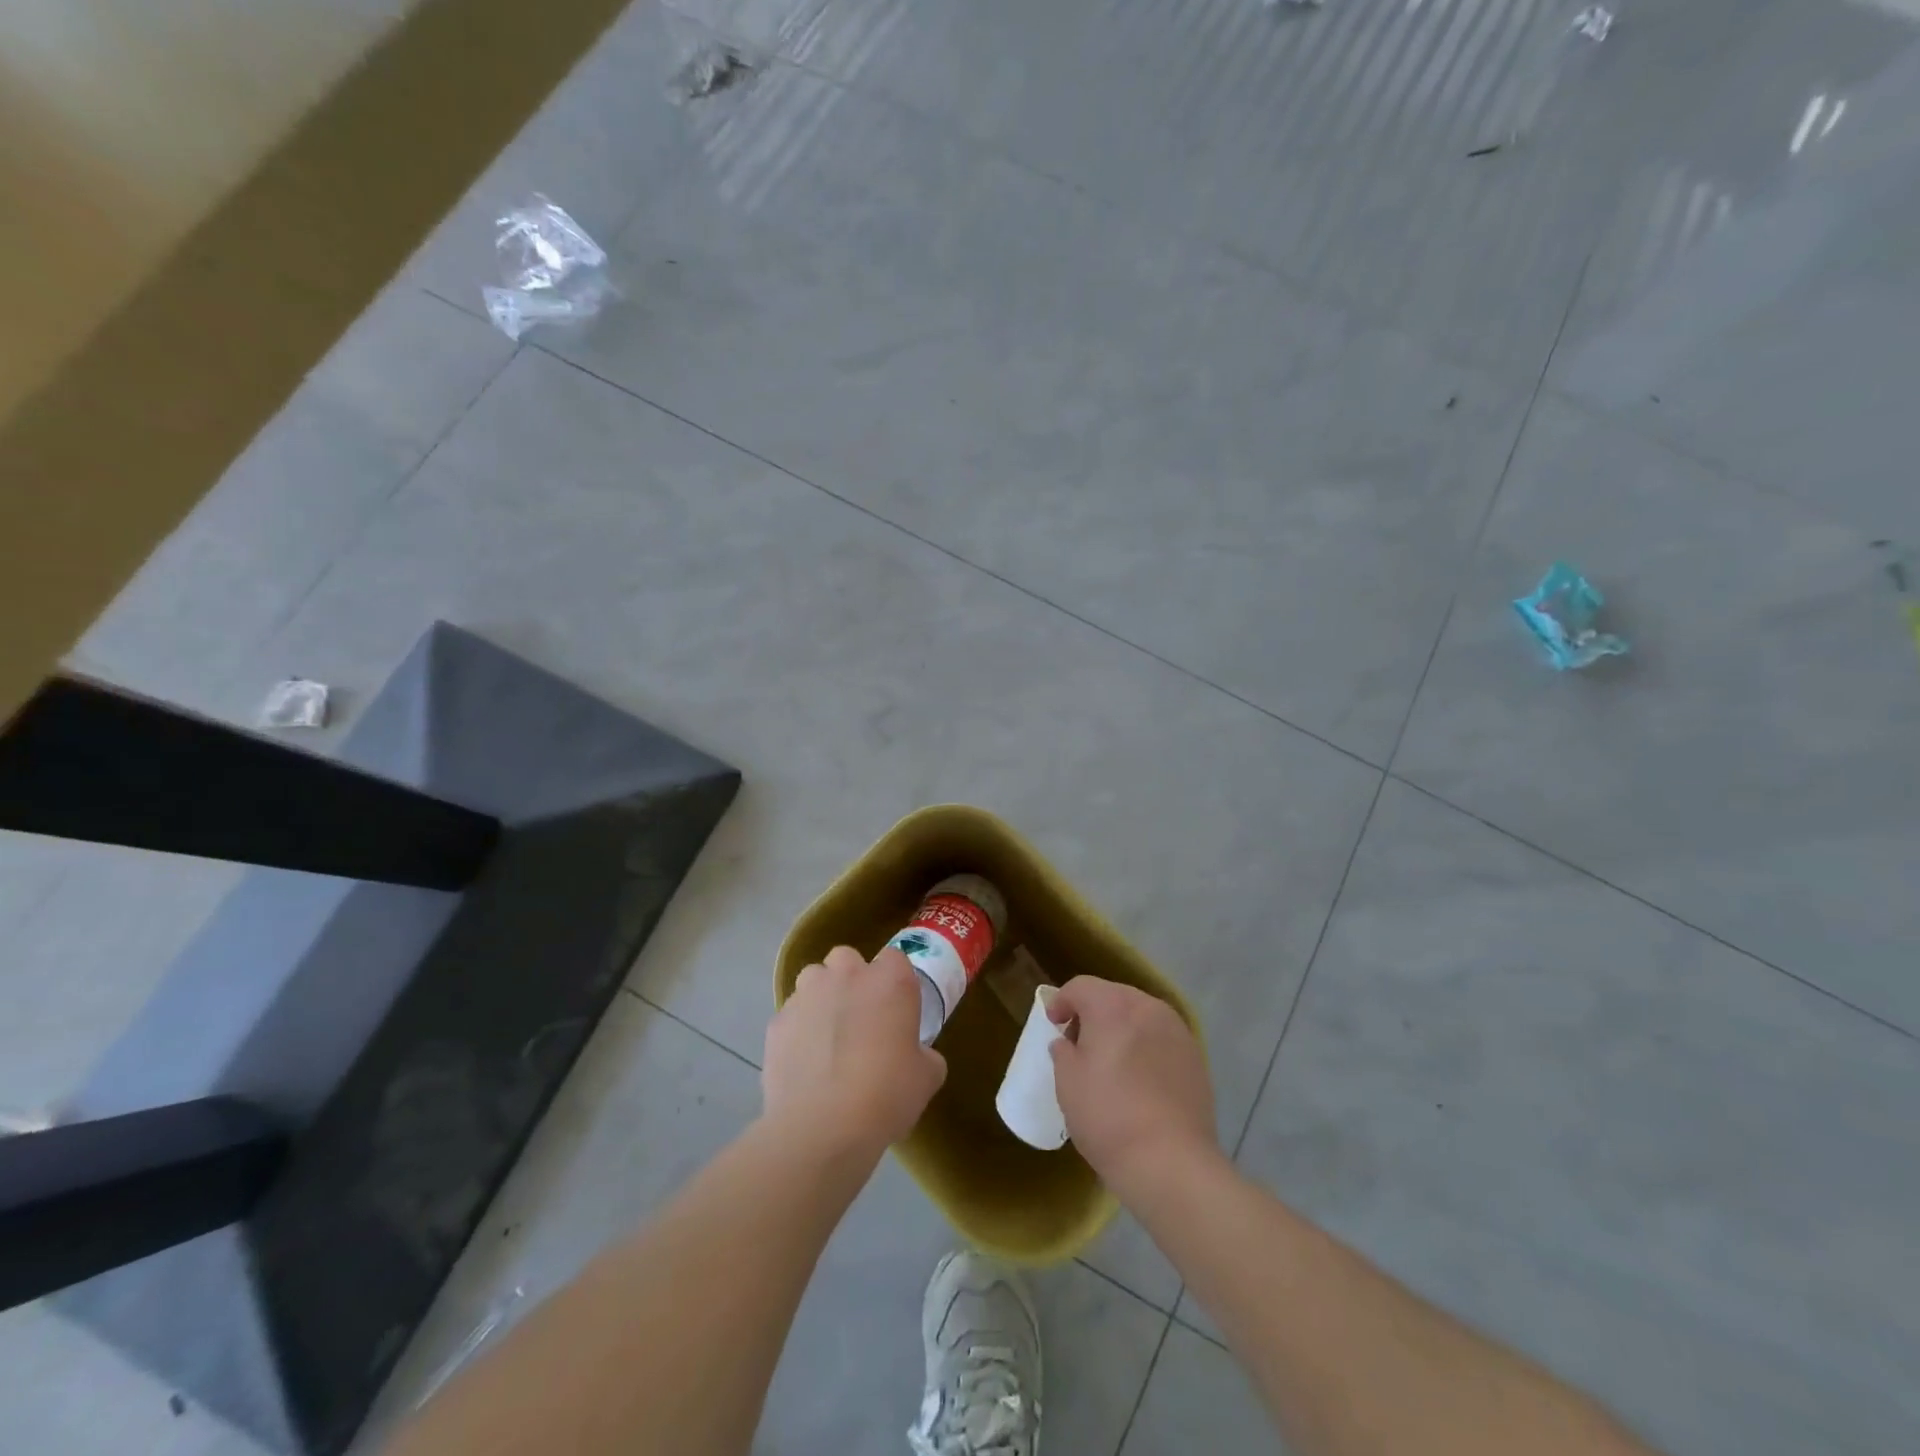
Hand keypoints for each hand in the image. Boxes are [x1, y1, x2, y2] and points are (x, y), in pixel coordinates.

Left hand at [763, 946, 947, 1162]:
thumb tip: (915, 1055)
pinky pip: (791, 1016)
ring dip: (821, 998)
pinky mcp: (777, 1023)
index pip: (894, 959)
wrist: (822, 1128)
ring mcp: (806, 996)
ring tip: (827, 1037)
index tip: (896, 1010)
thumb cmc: (886, 1095)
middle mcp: (846, 976)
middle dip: (851, 979)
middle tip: (861, 1018)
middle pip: (847, 959)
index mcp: (890, 981)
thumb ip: (923, 1054)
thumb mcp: (926, 1077)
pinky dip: (797, 1031)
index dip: (894, 982)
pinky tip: (804, 1064)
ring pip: (812, 980)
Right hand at [1048, 976, 1217, 1198]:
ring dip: (1122, 1028)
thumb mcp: (1067, 1083)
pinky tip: (1139, 1079)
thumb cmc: (1108, 1116)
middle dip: (1093, 1012)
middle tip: (1078, 1043)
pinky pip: (1161, 1039)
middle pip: (1113, 996)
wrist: (1171, 1163)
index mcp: (1113, 1006)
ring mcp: (1178, 1031)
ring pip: (1141, 1016)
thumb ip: (1063, 1052)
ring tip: (1111, 1062)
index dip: (1062, 1001)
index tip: (1053, 1024)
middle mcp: (1148, 1007)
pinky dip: (1146, 1047)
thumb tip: (1067, 1043)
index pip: (1081, 986)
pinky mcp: (1196, 1058)